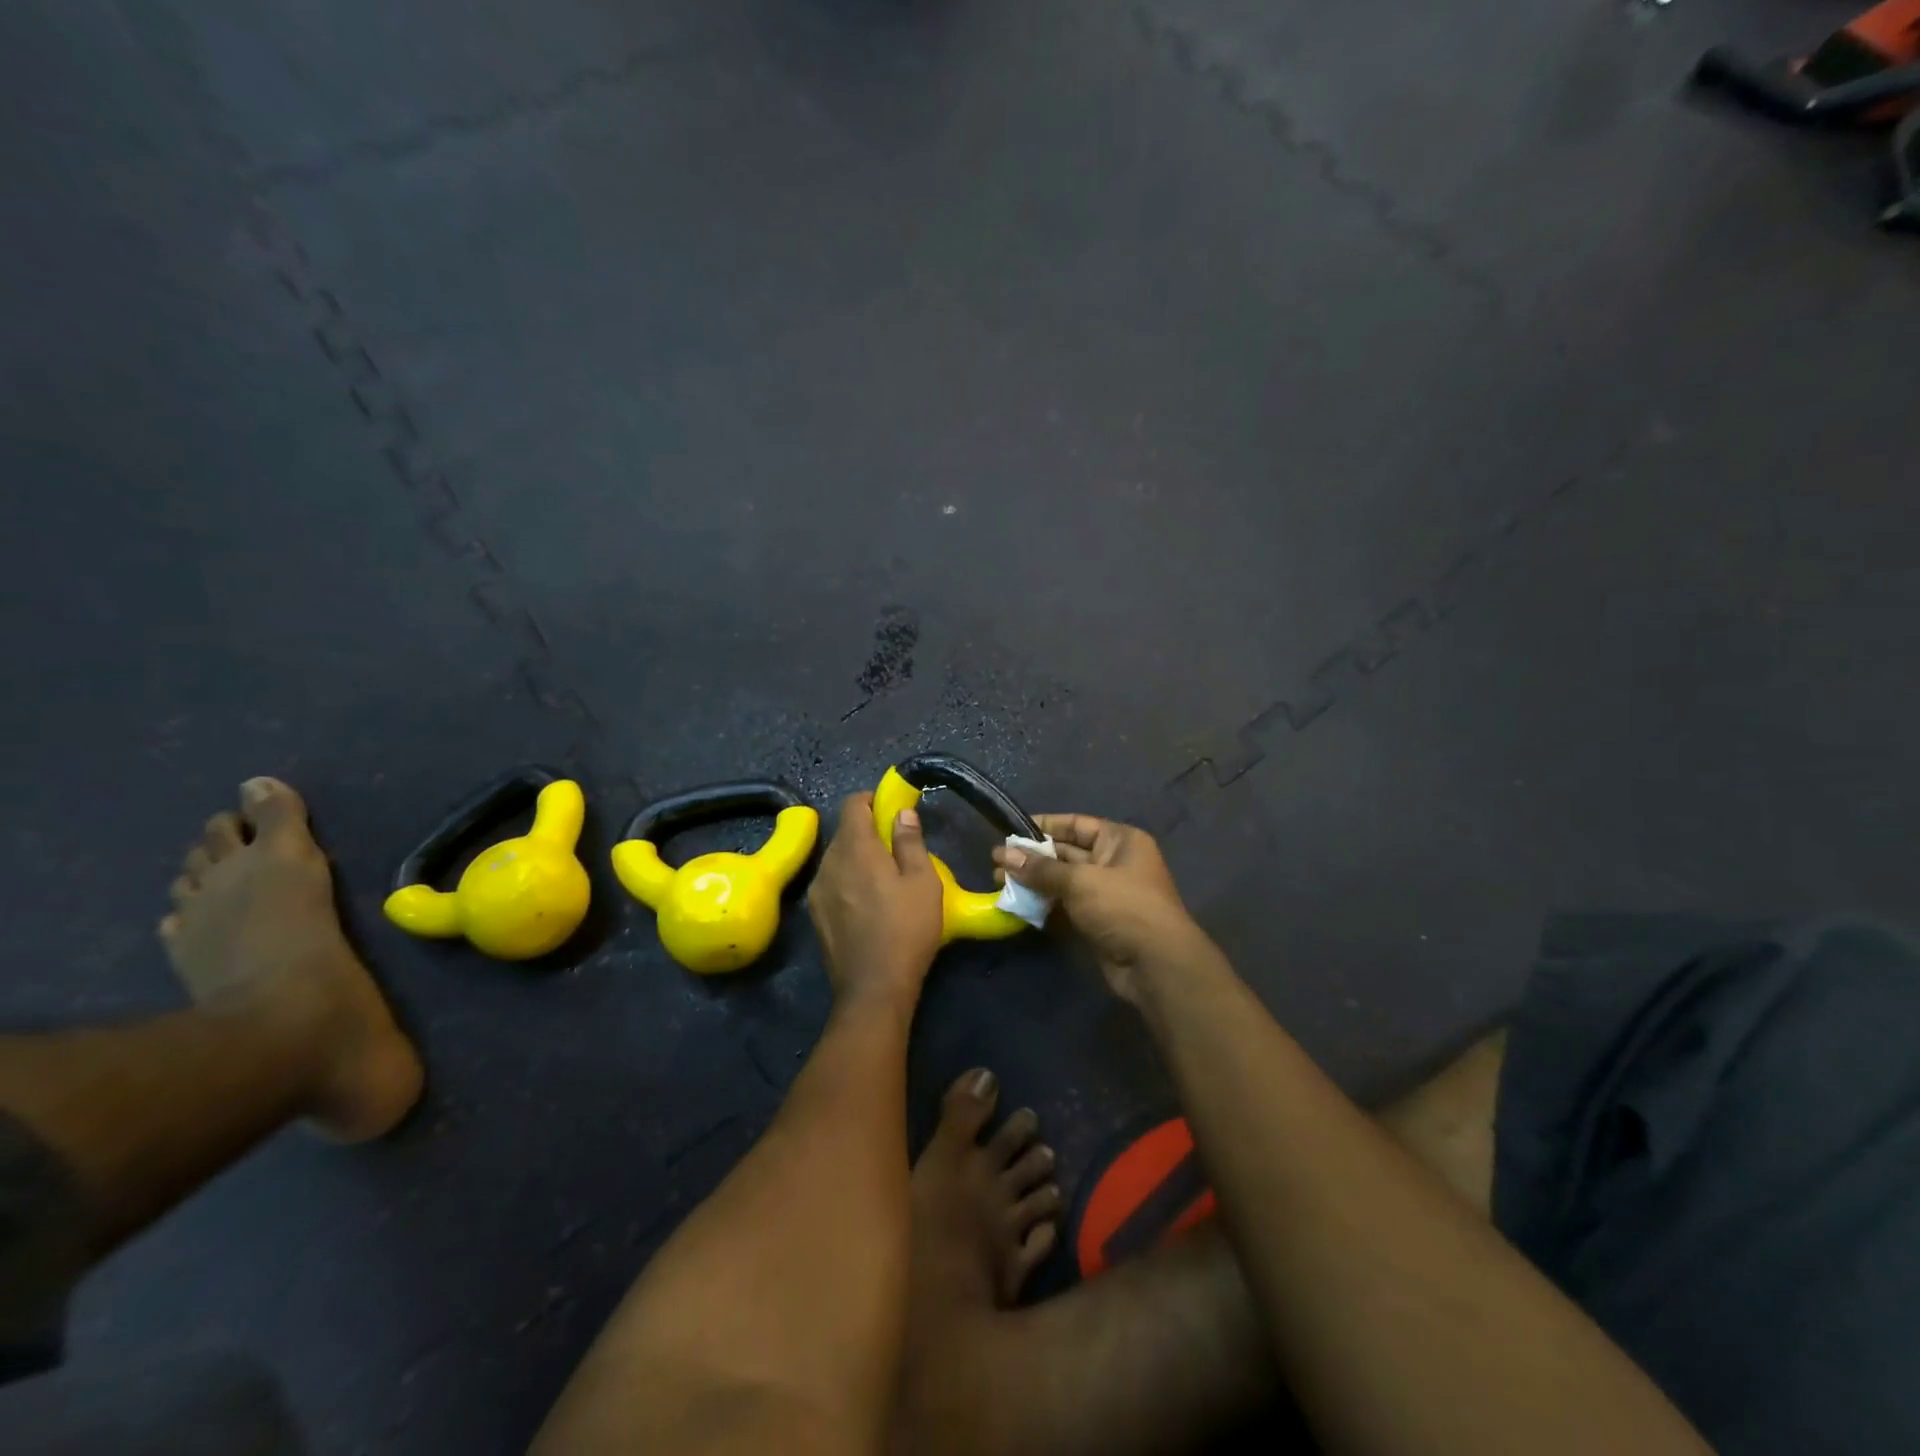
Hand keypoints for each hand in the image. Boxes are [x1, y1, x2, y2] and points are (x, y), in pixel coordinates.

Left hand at [808, 792, 944, 1009]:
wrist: (873, 988)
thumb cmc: (906, 929)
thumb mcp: (923, 882)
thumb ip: (910, 842)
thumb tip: (901, 813)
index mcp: (855, 849)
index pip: (852, 804)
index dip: (871, 800)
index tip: (891, 809)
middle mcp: (828, 863)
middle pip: (844, 832)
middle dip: (867, 831)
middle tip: (895, 847)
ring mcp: (817, 891)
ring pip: (836, 858)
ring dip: (857, 857)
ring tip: (884, 878)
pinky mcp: (815, 915)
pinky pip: (831, 882)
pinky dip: (848, 880)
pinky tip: (868, 903)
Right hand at [993, 814, 1210, 1004]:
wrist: (1156, 965)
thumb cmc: (1122, 907)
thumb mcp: (1079, 881)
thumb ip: (1040, 868)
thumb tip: (1003, 854)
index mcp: (1119, 841)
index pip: (1076, 824)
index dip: (1043, 826)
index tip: (1010, 831)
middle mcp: (1114, 862)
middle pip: (1066, 853)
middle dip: (1032, 857)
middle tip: (996, 863)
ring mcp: (1106, 894)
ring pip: (1063, 882)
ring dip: (1033, 882)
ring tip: (999, 882)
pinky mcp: (1097, 921)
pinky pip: (1065, 906)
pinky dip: (1044, 905)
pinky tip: (1017, 905)